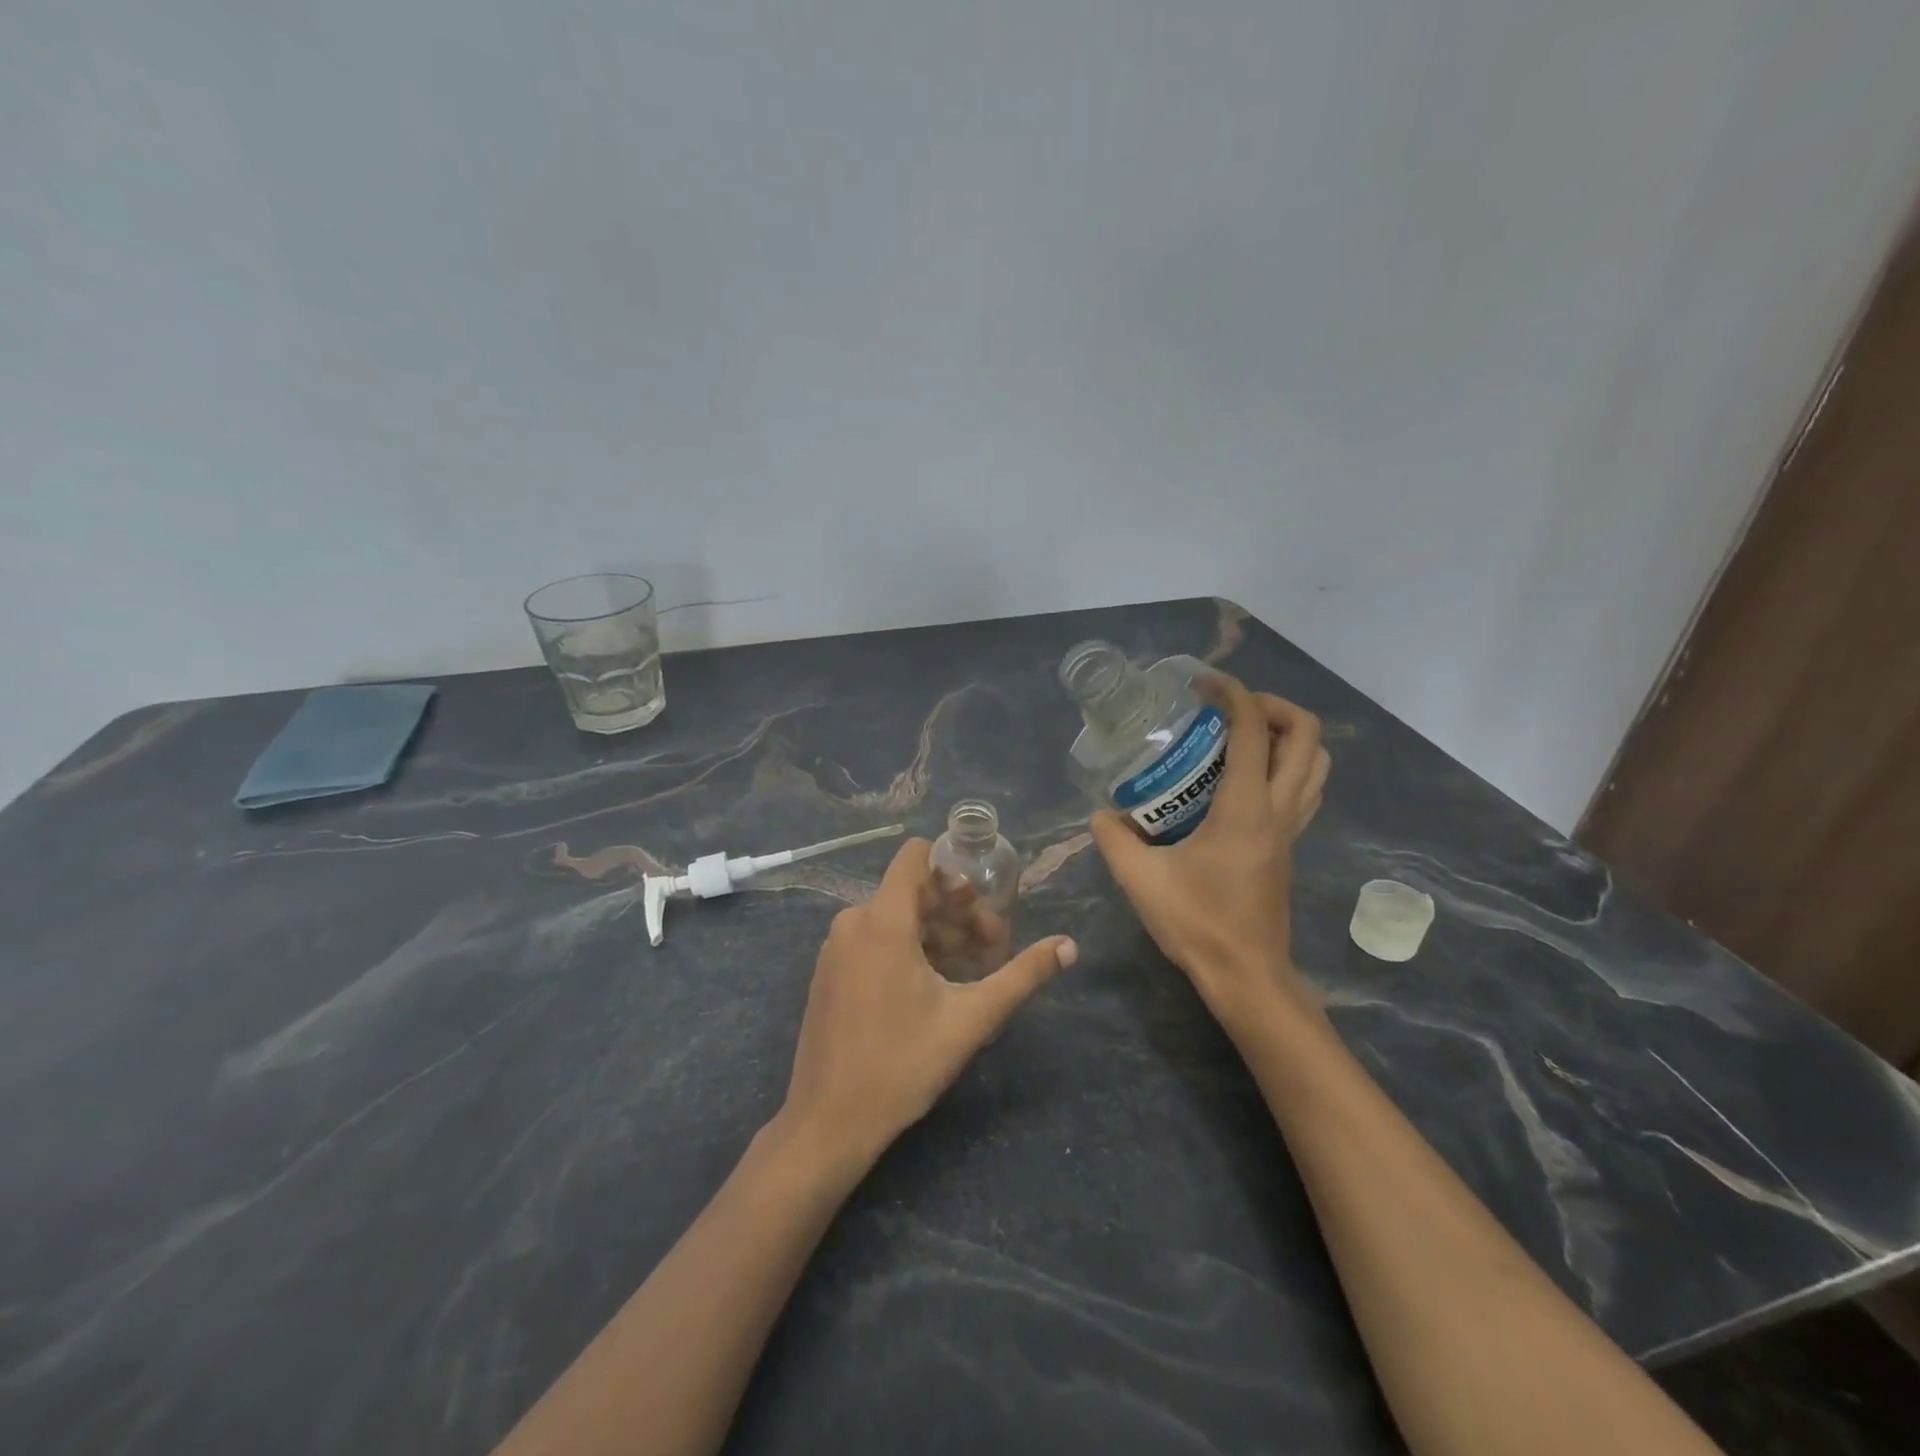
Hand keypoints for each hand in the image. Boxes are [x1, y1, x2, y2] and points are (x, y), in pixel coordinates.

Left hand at [778, 839, 1076, 1168]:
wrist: (828, 1122)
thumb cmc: (902, 1064)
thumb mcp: (971, 1019)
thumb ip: (1023, 976)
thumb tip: (1069, 946)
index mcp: (882, 920)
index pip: (915, 856)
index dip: (953, 869)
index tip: (984, 902)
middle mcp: (853, 922)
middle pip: (913, 890)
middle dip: (957, 912)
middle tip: (992, 949)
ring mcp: (836, 948)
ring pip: (895, 918)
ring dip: (937, 934)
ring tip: (971, 971)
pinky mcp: (830, 973)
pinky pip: (874, 940)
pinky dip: (908, 949)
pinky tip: (934, 987)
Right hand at [1090, 673, 1328, 1027]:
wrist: (1245, 975)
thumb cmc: (1197, 924)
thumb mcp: (1140, 879)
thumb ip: (1113, 839)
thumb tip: (1100, 813)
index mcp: (1246, 809)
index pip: (1254, 731)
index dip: (1234, 694)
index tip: (1204, 684)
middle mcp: (1279, 811)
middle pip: (1307, 736)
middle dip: (1273, 706)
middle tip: (1229, 708)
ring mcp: (1291, 830)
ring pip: (1317, 763)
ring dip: (1288, 735)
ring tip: (1243, 735)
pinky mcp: (1289, 846)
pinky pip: (1305, 788)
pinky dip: (1286, 765)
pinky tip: (1244, 778)